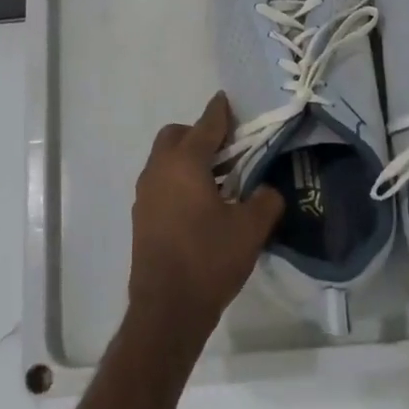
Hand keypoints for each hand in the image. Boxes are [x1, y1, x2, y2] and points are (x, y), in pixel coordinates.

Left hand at [128, 93, 283, 352]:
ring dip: (187, 159)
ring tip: (218, 179)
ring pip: (164, 160)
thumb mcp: (251, 228)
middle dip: (199, 134)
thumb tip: (267, 191)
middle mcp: (159, 170)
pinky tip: (200, 204)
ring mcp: (145, 194)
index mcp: (185, 164)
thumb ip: (265, 200)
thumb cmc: (209, 259)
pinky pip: (161, 183)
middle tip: (227, 149)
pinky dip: (178, 180)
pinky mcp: (141, 217)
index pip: (205, 125)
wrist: (167, 308)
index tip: (227, 100)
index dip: (220, 111)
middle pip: (176, 136)